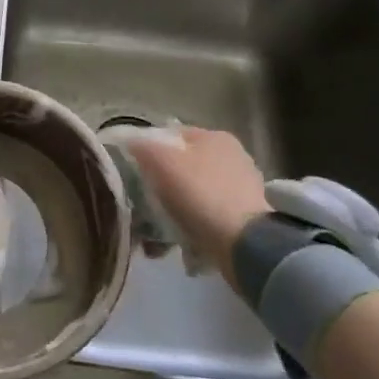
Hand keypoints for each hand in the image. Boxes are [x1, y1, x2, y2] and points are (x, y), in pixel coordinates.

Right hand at [120, 127, 270, 267]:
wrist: (244, 244)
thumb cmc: (200, 194)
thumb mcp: (161, 162)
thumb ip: (142, 147)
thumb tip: (132, 142)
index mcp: (214, 136)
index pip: (172, 135)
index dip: (149, 150)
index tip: (133, 171)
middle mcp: (233, 156)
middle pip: (183, 166)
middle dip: (161, 185)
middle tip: (143, 204)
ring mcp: (242, 188)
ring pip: (194, 194)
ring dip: (174, 210)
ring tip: (156, 232)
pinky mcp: (247, 218)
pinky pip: (207, 218)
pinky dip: (191, 228)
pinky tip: (178, 243)